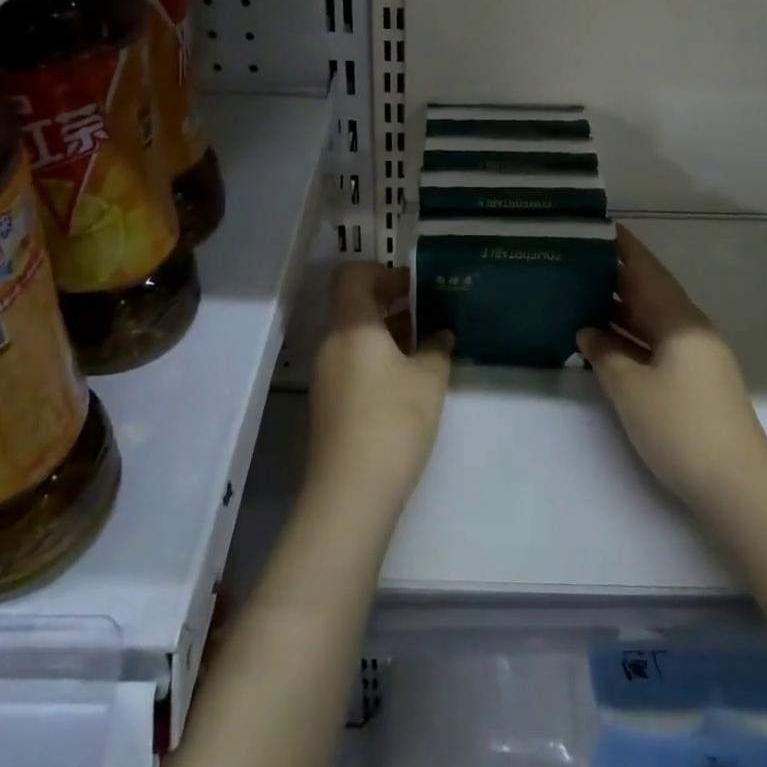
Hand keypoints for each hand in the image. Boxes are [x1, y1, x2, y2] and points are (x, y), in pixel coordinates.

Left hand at [307, 263, 453, 512]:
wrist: (350, 494)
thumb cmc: (393, 422)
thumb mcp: (429, 380)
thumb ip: (437, 348)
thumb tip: (440, 334)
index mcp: (352, 326)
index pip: (352, 276)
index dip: (382, 272)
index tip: (413, 285)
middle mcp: (332, 343)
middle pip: (353, 305)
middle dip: (390, 302)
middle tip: (427, 311)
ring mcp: (326, 375)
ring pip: (354, 336)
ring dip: (386, 332)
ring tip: (424, 346)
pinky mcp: (328, 403)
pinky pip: (352, 362)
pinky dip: (377, 358)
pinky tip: (406, 379)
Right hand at [578, 226, 766, 508]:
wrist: (736, 487)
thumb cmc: (681, 427)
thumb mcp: (631, 389)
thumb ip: (605, 354)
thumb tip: (588, 332)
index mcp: (681, 321)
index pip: (648, 272)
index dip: (625, 249)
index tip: (601, 228)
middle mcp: (691, 331)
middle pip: (651, 293)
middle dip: (617, 277)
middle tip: (579, 261)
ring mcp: (695, 358)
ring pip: (653, 321)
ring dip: (621, 310)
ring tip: (582, 295)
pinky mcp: (694, 382)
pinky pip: (657, 345)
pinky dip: (631, 338)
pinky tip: (605, 341)